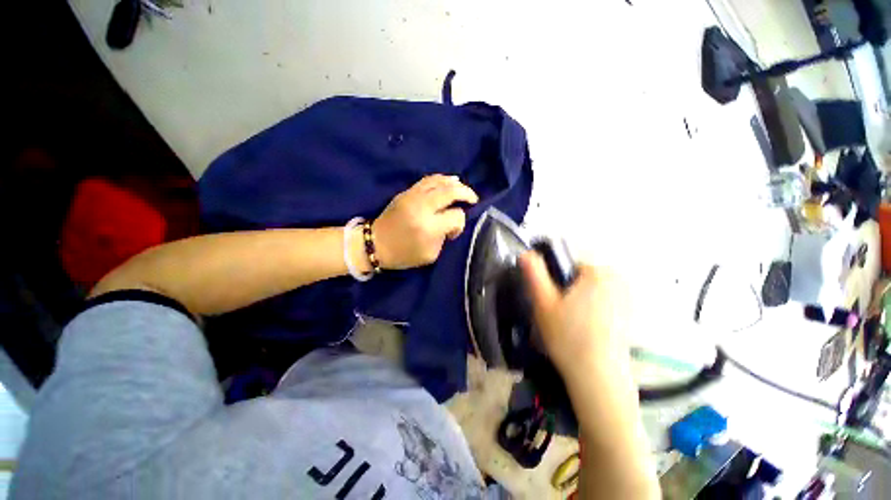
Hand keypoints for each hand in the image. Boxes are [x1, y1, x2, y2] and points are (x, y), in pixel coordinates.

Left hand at [373, 175, 478, 268]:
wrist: (375, 244)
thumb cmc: (403, 254)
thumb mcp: (430, 254)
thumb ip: (444, 237)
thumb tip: (451, 222)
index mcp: (429, 227)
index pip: (456, 216)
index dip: (460, 223)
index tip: (453, 232)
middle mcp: (422, 207)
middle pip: (450, 192)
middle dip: (466, 193)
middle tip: (473, 199)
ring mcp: (412, 196)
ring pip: (439, 181)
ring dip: (455, 183)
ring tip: (463, 188)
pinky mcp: (405, 192)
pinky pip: (427, 180)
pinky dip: (442, 179)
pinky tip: (450, 181)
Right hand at [519, 252, 630, 381]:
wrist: (598, 378)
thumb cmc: (567, 336)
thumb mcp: (543, 302)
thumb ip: (534, 273)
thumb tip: (525, 253)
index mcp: (597, 272)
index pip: (568, 263)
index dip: (554, 280)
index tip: (550, 300)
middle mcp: (617, 281)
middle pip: (579, 277)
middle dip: (567, 290)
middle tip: (558, 313)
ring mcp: (626, 299)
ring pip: (590, 291)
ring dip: (578, 301)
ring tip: (570, 325)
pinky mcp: (629, 316)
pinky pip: (602, 304)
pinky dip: (591, 312)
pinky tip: (585, 331)